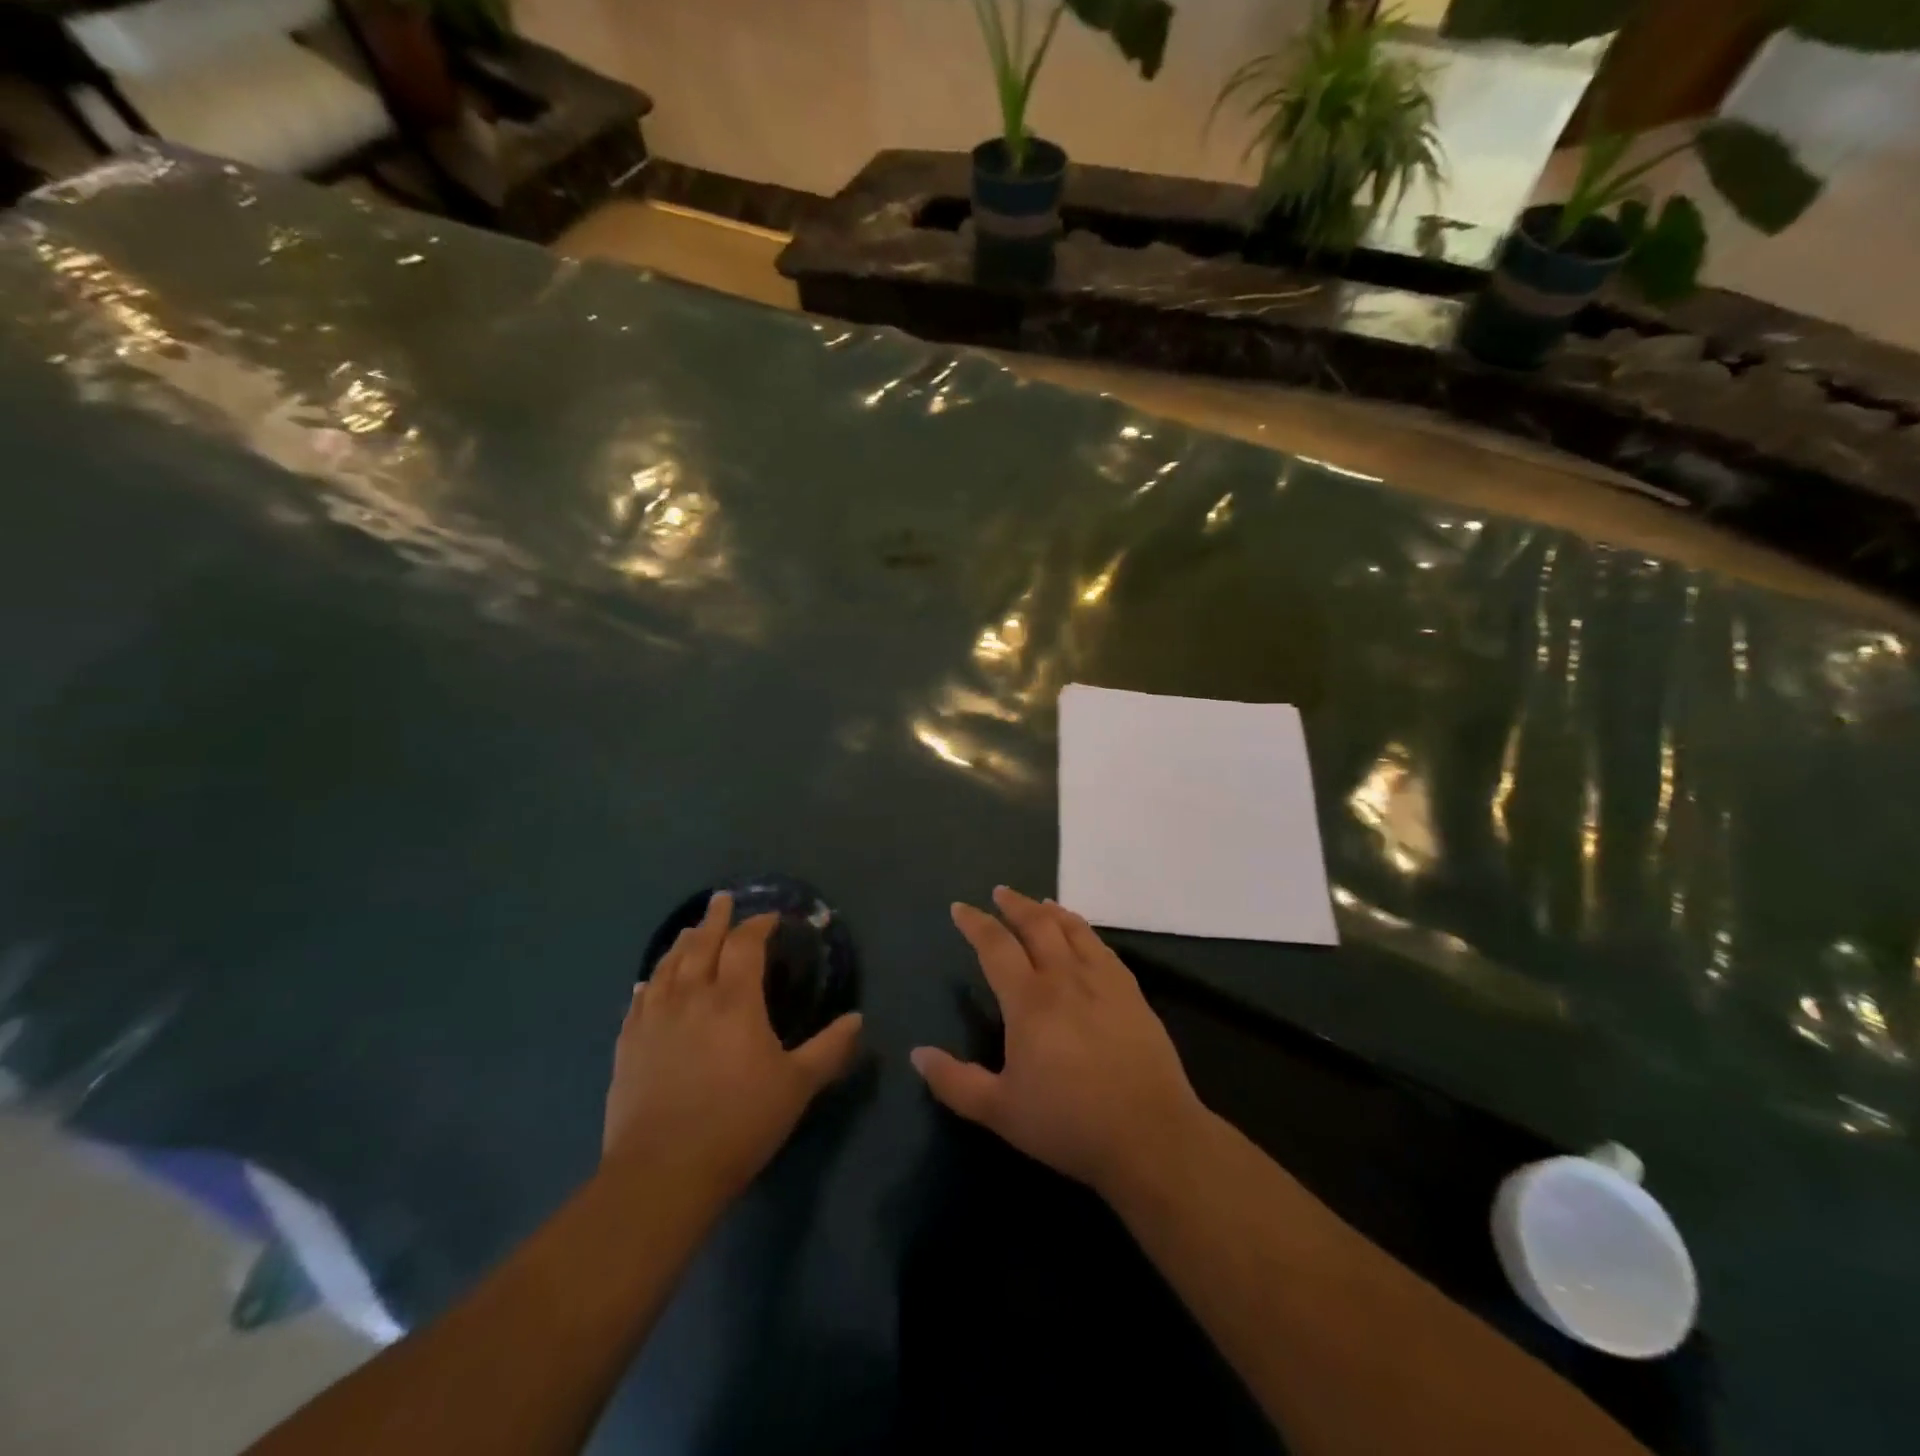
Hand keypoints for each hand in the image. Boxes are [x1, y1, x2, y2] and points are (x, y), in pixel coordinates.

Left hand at [605, 893, 862, 1199]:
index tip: (771, 918)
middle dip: (715, 919)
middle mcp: (692, 996)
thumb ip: (830, 1048)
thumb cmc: (739, 1123)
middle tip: (722, 899)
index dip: (758, 925)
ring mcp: (655, 1019)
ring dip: (682, 942)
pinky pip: (639, 1000)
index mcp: (734, 1000)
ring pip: (668, 965)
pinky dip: (650, 982)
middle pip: (701, 944)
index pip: (745, 945)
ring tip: (690, 930)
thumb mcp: (797, 1086)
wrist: (662, 1172)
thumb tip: (857, 1018)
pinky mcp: (628, 1045)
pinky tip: (649, 981)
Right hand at [911, 885, 1206, 1201]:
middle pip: (1036, 925)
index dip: (975, 924)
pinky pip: (1102, 946)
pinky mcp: (1131, 992)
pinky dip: (1084, 929)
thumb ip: (955, 1082)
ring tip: (1038, 903)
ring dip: (1050, 911)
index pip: (995, 946)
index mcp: (1029, 1000)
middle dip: (1014, 905)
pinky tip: (1082, 934)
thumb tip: (917, 1054)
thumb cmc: (1068, 1123)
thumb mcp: (1000, 1112)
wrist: (1150, 1134)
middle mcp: (1064, 977)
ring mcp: (1102, 981)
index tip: (960, 908)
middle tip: (1000, 892)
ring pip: (1073, 929)